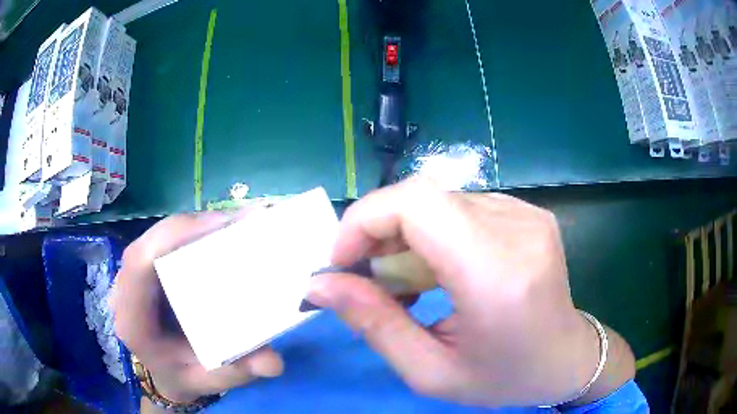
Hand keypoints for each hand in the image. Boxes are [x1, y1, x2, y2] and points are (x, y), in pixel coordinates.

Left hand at [112, 212, 283, 404]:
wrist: (163, 371)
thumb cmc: (180, 375)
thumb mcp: (207, 380)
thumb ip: (236, 373)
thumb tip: (273, 363)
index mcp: (132, 320)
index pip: (140, 264)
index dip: (173, 237)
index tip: (218, 226)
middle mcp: (125, 290)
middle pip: (150, 242)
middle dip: (192, 227)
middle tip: (238, 222)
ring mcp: (133, 276)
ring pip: (158, 236)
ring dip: (194, 226)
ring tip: (233, 224)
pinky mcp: (146, 269)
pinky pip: (165, 241)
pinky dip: (191, 233)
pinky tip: (217, 233)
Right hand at [307, 178, 634, 406]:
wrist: (567, 357)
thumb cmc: (505, 377)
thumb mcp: (430, 372)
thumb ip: (373, 323)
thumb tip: (320, 284)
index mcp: (497, 275)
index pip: (417, 203)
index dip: (365, 219)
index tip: (343, 261)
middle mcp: (517, 229)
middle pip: (423, 196)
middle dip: (378, 230)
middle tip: (367, 276)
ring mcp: (526, 213)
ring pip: (439, 200)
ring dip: (405, 234)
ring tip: (404, 281)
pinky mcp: (527, 212)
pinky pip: (461, 207)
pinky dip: (434, 232)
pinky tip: (438, 268)